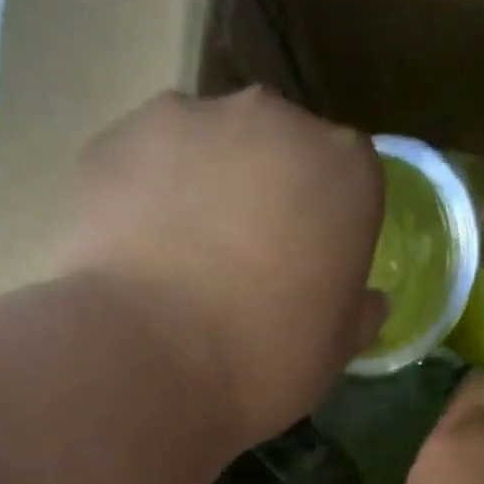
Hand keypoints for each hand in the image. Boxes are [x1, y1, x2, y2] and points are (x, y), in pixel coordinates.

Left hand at [48, 87, 386, 446]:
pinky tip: (132, 255)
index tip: (307, 273)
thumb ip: (357, 313)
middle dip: (266, 197)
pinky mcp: (116, 137)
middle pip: (278, 152)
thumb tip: (367, 301)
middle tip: (241, 266)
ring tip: (177, 264)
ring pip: (206, 150)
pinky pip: (143, 165)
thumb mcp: (333, 354)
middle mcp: (273, 122)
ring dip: (201, 192)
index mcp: (343, 171)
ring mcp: (188, 120)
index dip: (327, 228)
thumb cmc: (263, 362)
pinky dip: (143, 198)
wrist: (148, 363)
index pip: (348, 182)